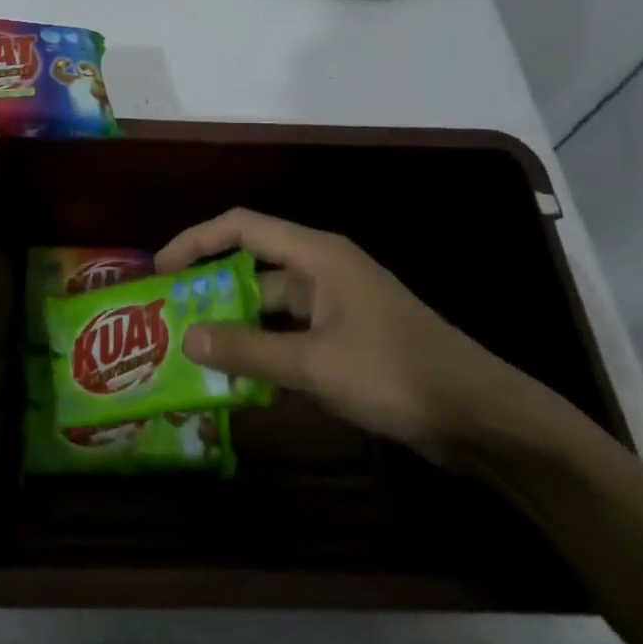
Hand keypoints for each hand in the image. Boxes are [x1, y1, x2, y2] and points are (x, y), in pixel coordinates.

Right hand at [154, 209, 549, 466]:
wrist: (480, 416)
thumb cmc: (395, 373)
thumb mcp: (314, 363)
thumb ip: (248, 350)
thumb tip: (187, 337)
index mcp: (317, 256)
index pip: (242, 227)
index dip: (197, 241)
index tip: (162, 269)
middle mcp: (324, 270)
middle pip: (253, 266)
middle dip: (211, 289)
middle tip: (171, 318)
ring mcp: (338, 305)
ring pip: (271, 306)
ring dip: (237, 326)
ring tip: (196, 352)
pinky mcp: (349, 338)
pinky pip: (292, 334)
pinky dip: (265, 349)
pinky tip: (242, 379)